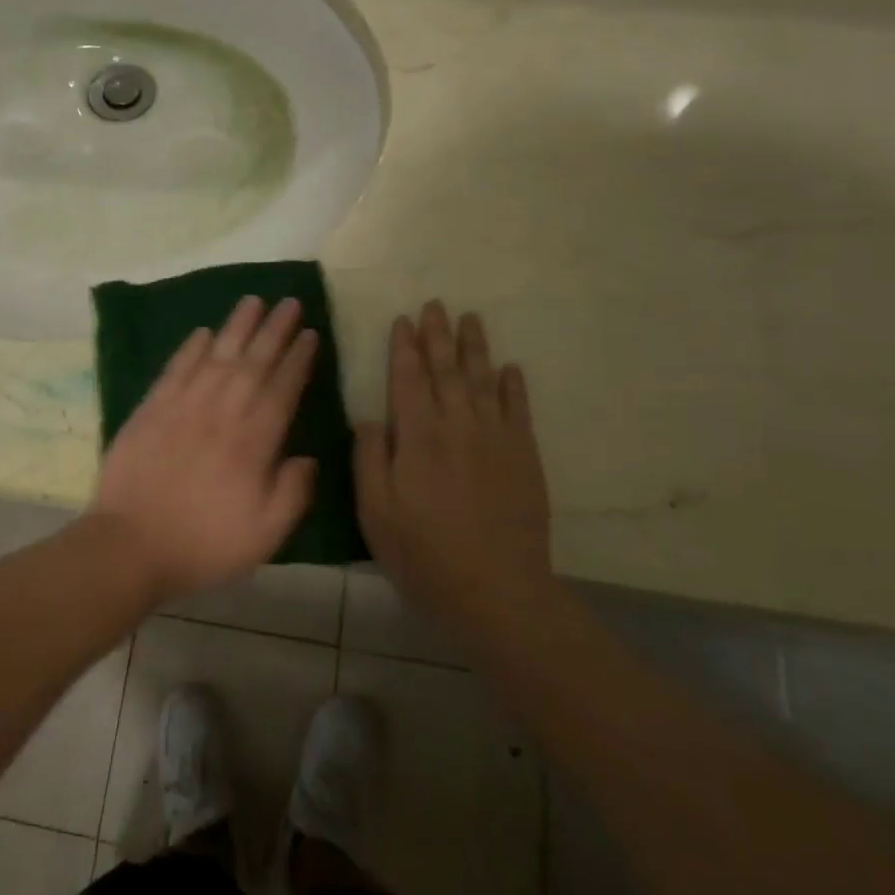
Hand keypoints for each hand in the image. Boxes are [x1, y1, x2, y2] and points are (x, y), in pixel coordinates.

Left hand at [91, 296, 319, 599]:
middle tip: (290, 302)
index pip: (282, 389)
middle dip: (274, 330)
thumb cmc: (202, 544)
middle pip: (253, 362)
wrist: (130, 544)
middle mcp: (221, 413)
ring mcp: (182, 407)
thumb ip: (292, 493)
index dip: (298, 359)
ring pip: (216, 356)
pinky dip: (190, 348)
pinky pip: (175, 369)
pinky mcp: (150, 409)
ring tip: (253, 301)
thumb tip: (307, 457)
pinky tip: (203, 332)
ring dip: (236, 326)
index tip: (310, 334)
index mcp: (253, 441)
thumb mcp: (264, 534)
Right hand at [354, 301, 552, 621]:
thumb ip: (370, 458)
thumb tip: (370, 417)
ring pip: (484, 381)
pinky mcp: (524, 458)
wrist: (496, 590)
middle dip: (438, 336)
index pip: (408, 379)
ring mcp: (496, 440)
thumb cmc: (423, 553)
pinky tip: (510, 368)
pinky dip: (514, 386)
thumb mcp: (375, 511)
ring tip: (471, 319)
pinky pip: (519, 410)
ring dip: (475, 348)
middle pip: (447, 370)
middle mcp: (458, 426)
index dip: (404, 348)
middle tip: (436, 305)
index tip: (403, 320)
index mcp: (418, 437)